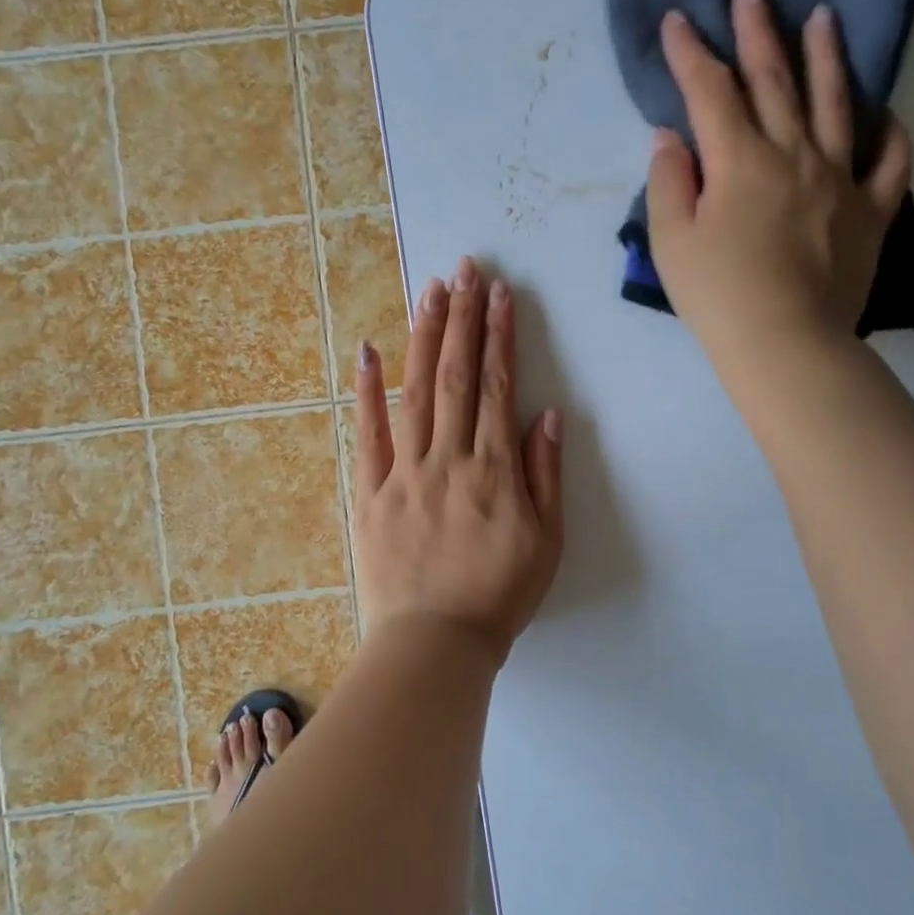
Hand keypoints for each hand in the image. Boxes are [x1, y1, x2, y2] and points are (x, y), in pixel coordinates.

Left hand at [351, 257, 563, 662]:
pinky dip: (366, 391)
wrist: (435, 644)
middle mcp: (449, 459)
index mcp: (494, 470)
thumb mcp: (547, 543)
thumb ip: (545, 475)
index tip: (500, 294)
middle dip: (462, 318)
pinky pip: (367, 435)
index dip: (500, 337)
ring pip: (414, 392)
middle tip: (465, 270)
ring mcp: (404, 472)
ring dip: (423, 337)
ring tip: (429, 291)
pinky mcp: (370, 491)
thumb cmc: (499, 596)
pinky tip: (367, 350)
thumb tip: (546, 415)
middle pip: (456, 376)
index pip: (499, 387)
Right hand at [645, 0, 913, 364]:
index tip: (677, 20)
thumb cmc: (717, 295)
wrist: (785, 344)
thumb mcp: (671, 241)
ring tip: (823, 18)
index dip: (691, 53)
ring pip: (836, 104)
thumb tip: (673, 137)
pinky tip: (886, 114)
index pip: (710, 91)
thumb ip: (668, 182)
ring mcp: (840, 179)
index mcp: (740, 160)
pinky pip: (889, 162)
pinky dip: (890, 134)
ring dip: (826, 57)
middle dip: (757, 32)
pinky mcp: (870, 211)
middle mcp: (794, 154)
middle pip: (774, 80)